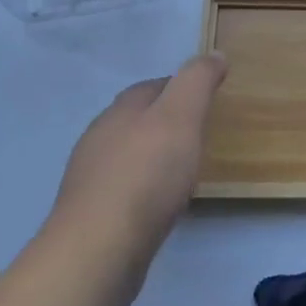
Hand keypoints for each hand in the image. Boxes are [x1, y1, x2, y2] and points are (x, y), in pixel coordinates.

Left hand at [48, 53, 228, 304]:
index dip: (179, 86)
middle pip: (135, 119)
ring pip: (126, 156)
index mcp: (120, 111)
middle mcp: (99, 139)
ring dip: (151, 156)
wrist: (98, 251)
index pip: (151, 87)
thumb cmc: (145, 175)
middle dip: (163, 121)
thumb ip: (197, 82)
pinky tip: (159, 204)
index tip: (206, 96)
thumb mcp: (181, 116)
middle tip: (198, 132)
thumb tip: (214, 54)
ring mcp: (91, 180)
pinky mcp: (92, 217)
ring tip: (182, 169)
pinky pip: (123, 191)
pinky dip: (143, 189)